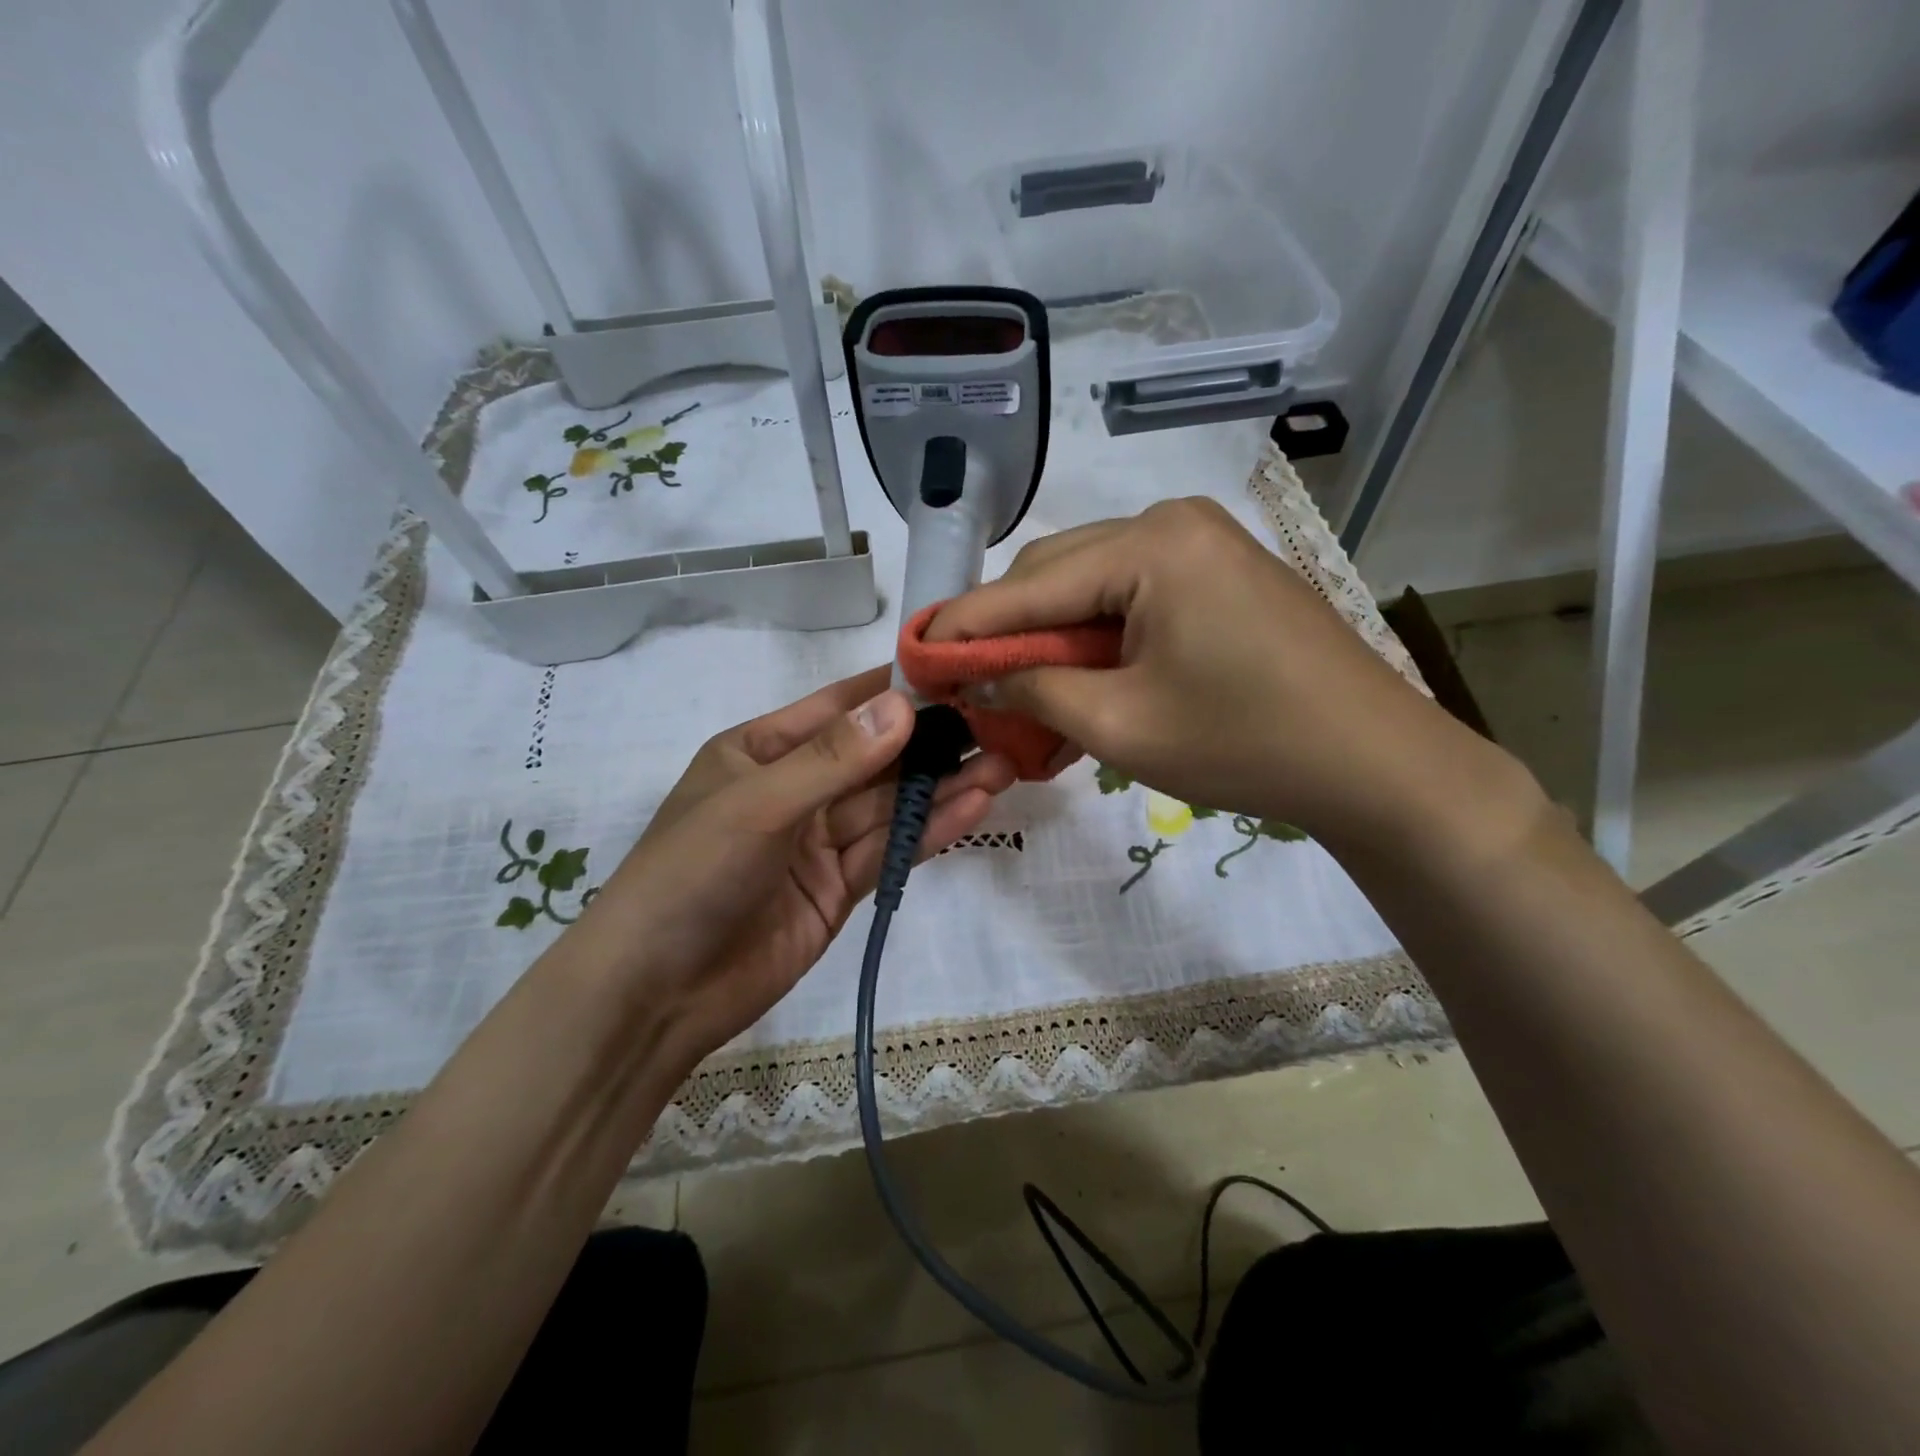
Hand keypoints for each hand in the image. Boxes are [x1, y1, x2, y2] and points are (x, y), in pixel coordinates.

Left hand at [549, 667, 1014, 1076]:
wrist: (655, 994)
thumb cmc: (690, 875)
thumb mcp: (758, 805)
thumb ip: (833, 759)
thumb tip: (902, 705)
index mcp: (761, 750)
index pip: (839, 707)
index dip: (895, 690)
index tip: (956, 673)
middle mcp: (795, 788)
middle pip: (875, 759)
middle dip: (932, 743)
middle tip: (997, 725)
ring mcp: (818, 841)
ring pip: (890, 805)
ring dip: (942, 786)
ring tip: (1002, 765)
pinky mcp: (839, 887)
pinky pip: (890, 849)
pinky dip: (930, 830)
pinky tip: (975, 807)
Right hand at [927, 498, 1535, 855]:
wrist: (1372, 761)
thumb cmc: (1244, 743)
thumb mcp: (1120, 725)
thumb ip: (1033, 690)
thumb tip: (974, 677)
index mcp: (1151, 545)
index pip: (1028, 585)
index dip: (964, 627)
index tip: (915, 657)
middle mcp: (1173, 522)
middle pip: (1057, 572)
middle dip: (1008, 630)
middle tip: (970, 683)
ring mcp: (1202, 544)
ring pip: (1091, 584)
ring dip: (1050, 636)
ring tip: (1019, 690)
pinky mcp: (1218, 572)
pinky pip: (1132, 596)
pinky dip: (1096, 637)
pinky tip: (1077, 677)